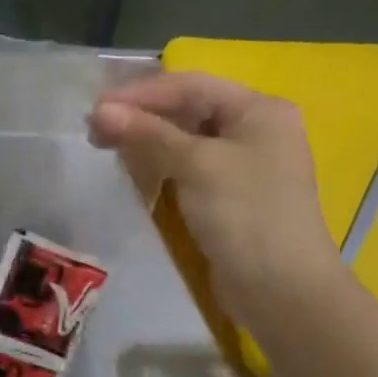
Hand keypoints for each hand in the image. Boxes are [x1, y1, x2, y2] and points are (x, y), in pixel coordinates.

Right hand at [89, 73, 339, 312]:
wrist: (283, 291)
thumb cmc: (245, 215)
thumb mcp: (196, 165)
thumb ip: (147, 133)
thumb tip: (100, 111)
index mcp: (258, 109)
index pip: (189, 85)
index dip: (140, 93)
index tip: (95, 109)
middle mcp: (255, 128)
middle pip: (188, 107)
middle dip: (140, 115)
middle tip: (95, 129)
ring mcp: (244, 162)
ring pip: (185, 136)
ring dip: (146, 137)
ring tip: (105, 145)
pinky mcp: (231, 193)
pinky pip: (189, 164)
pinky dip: (160, 161)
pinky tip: (133, 167)